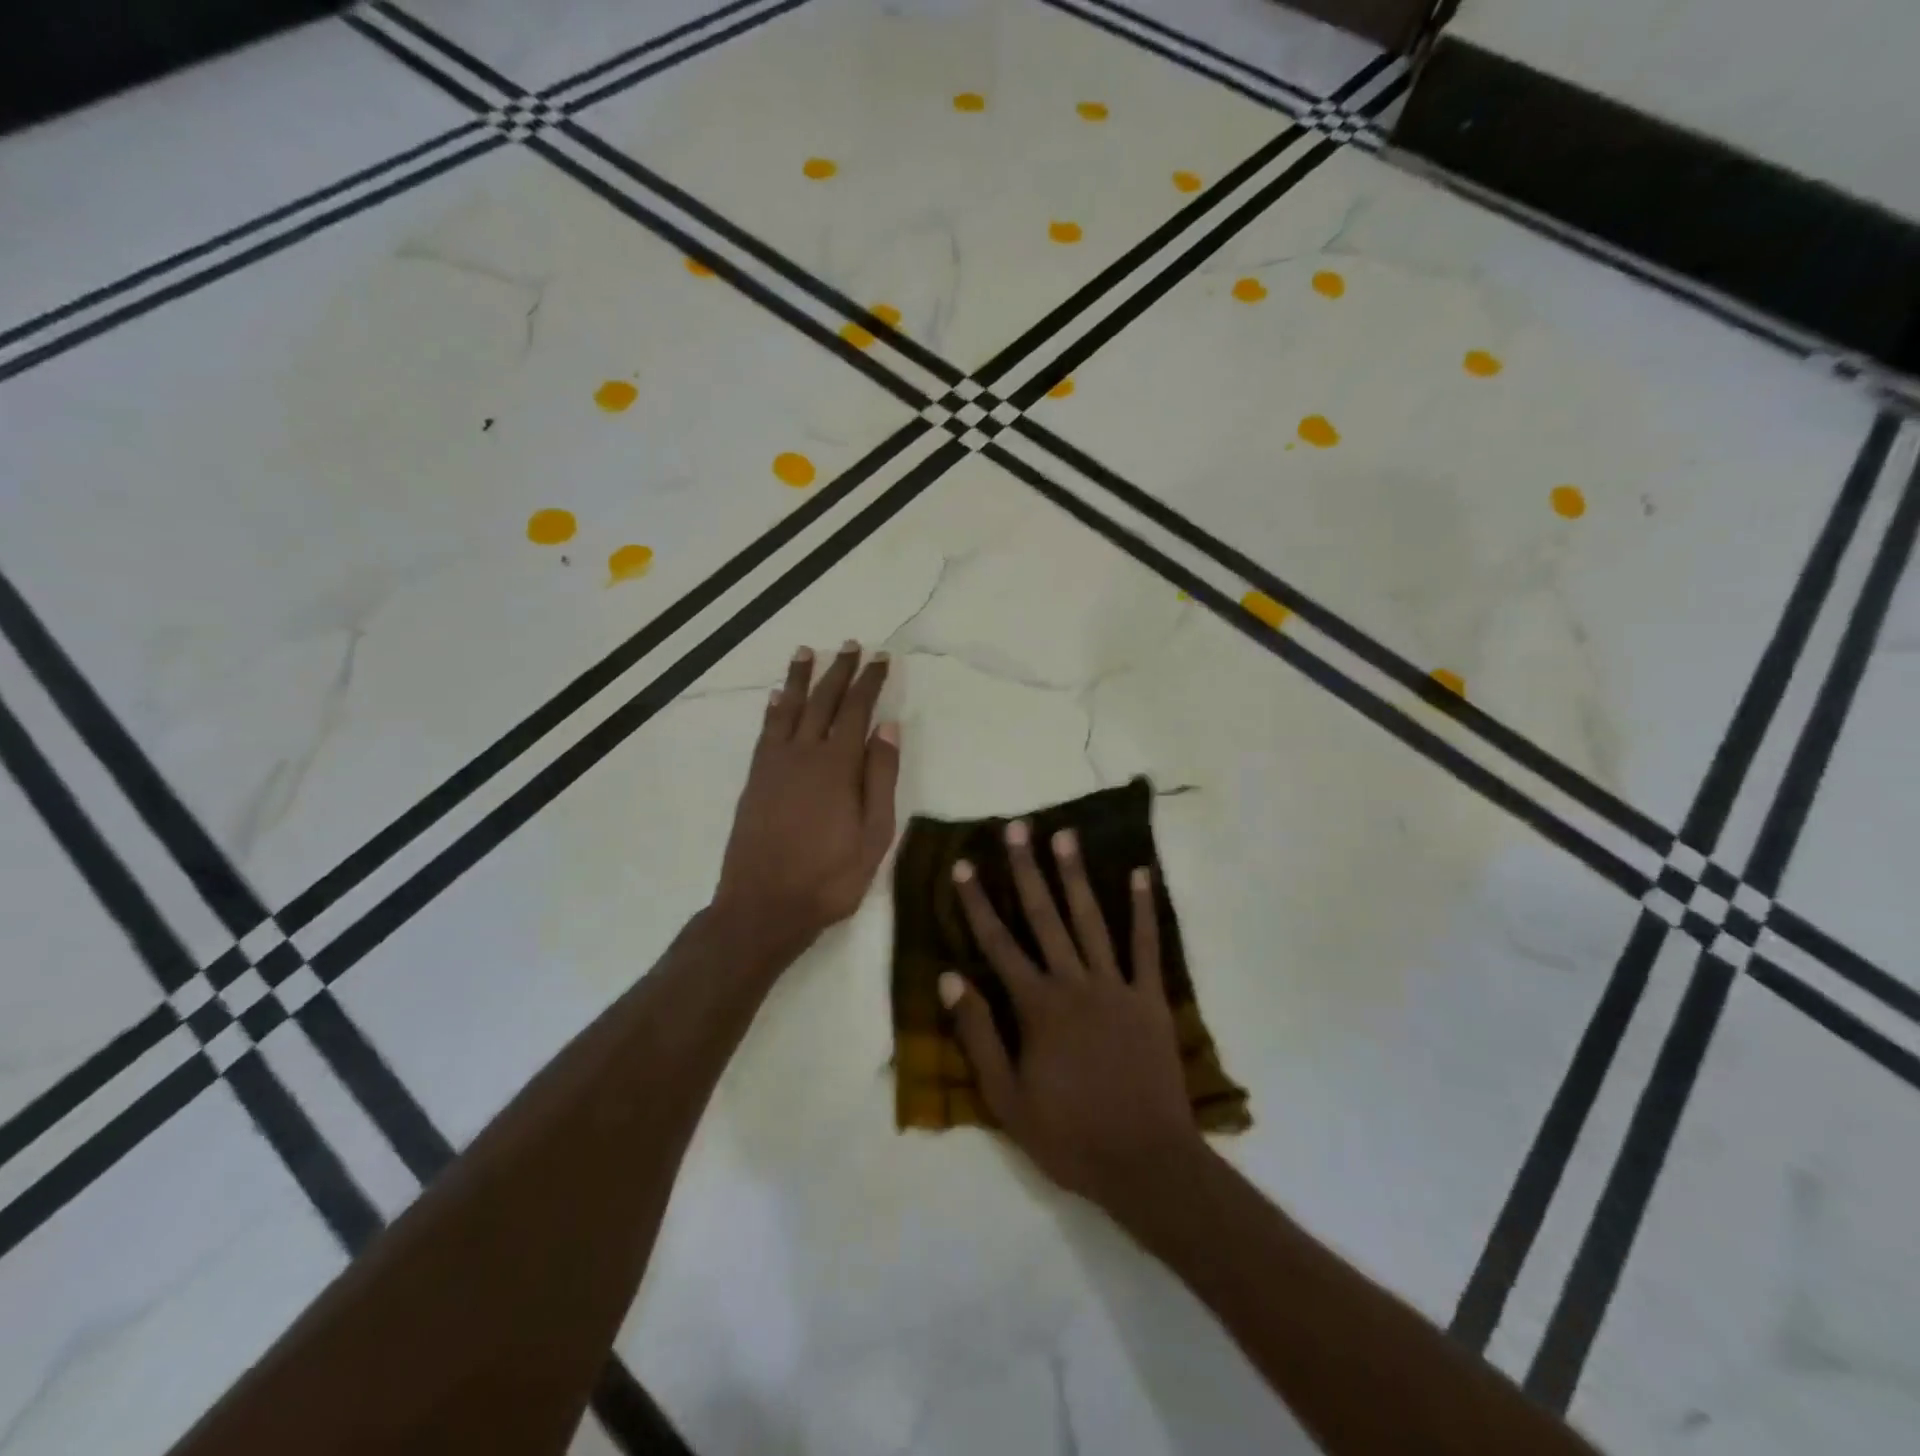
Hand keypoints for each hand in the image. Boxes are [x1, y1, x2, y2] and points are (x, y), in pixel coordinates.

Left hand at [712, 642, 899, 958]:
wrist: (763, 906)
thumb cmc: (829, 877)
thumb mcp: (874, 835)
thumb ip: (880, 778)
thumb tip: (888, 727)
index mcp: (838, 766)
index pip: (857, 710)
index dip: (870, 681)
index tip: (881, 658)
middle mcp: (804, 754)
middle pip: (823, 701)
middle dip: (839, 671)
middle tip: (850, 645)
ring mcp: (774, 765)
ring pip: (788, 708)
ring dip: (799, 678)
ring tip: (807, 651)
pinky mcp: (755, 779)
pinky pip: (765, 732)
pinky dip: (772, 710)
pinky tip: (775, 697)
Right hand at [940, 821, 1201, 1210]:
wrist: (1145, 1163)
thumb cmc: (1069, 1135)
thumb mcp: (1006, 1099)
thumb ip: (978, 1035)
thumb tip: (951, 979)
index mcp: (1036, 1007)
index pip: (997, 943)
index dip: (977, 902)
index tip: (964, 865)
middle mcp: (1074, 983)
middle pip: (1044, 916)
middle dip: (1026, 869)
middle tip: (1016, 827)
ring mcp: (1115, 986)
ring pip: (1091, 919)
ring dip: (1076, 875)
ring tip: (1065, 834)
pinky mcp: (1150, 998)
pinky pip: (1146, 946)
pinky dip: (1143, 908)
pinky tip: (1140, 873)